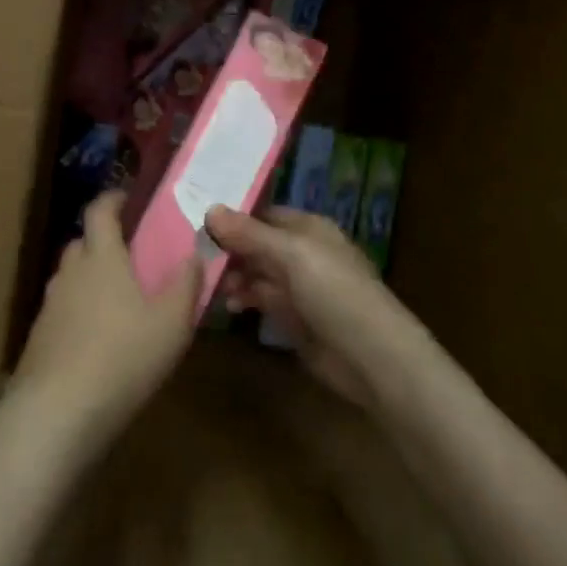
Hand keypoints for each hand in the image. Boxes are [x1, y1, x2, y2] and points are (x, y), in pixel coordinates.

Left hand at [10, 192, 200, 453]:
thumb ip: (186, 284)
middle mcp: (70, 273)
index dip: (113, 199)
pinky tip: (98, 338)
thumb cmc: (123, 357)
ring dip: (91, 277)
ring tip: (119, 299)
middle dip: (104, 240)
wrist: (56, 412)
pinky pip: (63, 309)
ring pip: (71, 277)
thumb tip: (194, 253)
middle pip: (82, 242)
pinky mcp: (39, 337)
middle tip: (132, 254)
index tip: (129, 198)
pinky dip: (79, 310)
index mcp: (102, 258)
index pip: (99, 211)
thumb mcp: (171, 323)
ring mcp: (50, 305)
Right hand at [206, 206, 419, 408]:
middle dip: (230, 249)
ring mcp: (300, 288)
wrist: (370, 357)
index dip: (235, 217)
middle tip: (195, 256)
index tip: (198, 220)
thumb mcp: (291, 255)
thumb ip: (250, 234)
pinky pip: (263, 301)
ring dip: (235, 277)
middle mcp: (304, 254)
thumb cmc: (334, 293)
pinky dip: (246, 300)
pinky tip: (229, 306)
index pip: (265, 215)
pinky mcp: (296, 319)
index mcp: (310, 229)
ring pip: (258, 274)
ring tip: (212, 285)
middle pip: (259, 244)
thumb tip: (210, 208)